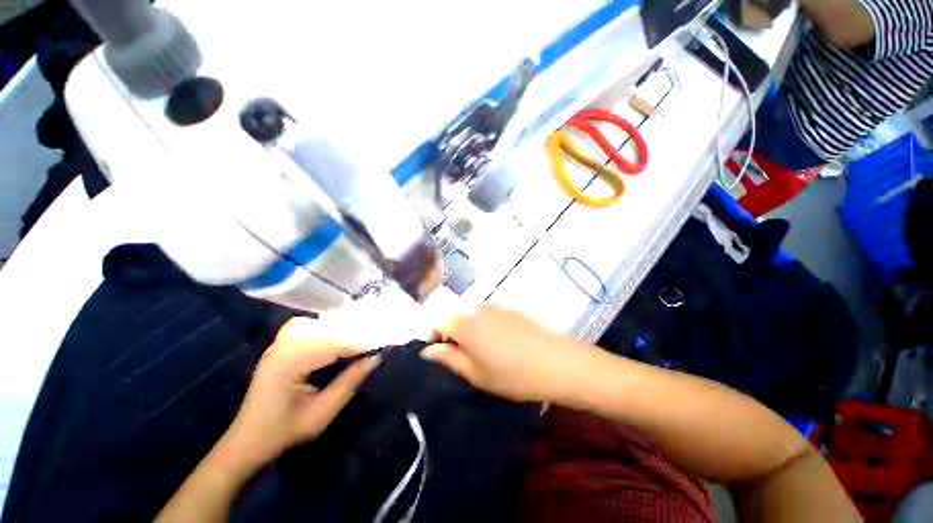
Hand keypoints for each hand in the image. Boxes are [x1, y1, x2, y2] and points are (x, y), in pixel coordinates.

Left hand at [222, 317, 379, 470]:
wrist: (245, 442)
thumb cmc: (281, 434)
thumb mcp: (320, 415)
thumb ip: (348, 384)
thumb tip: (375, 359)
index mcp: (288, 364)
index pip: (333, 345)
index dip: (361, 344)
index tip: (384, 344)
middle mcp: (282, 347)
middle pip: (326, 330)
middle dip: (354, 334)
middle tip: (377, 342)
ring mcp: (278, 345)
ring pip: (317, 325)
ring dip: (341, 330)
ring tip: (361, 340)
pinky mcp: (280, 347)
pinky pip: (308, 329)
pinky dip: (326, 330)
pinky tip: (337, 338)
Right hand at [421, 304, 597, 402]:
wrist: (554, 361)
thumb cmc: (510, 374)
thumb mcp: (474, 373)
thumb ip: (448, 358)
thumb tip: (428, 351)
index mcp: (463, 323)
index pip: (437, 321)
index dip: (433, 335)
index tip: (438, 352)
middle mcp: (476, 307)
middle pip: (454, 313)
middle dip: (450, 330)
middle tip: (458, 353)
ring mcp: (494, 305)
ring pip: (470, 311)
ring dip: (466, 325)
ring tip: (477, 348)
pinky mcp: (509, 307)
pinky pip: (487, 311)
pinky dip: (482, 322)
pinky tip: (497, 340)